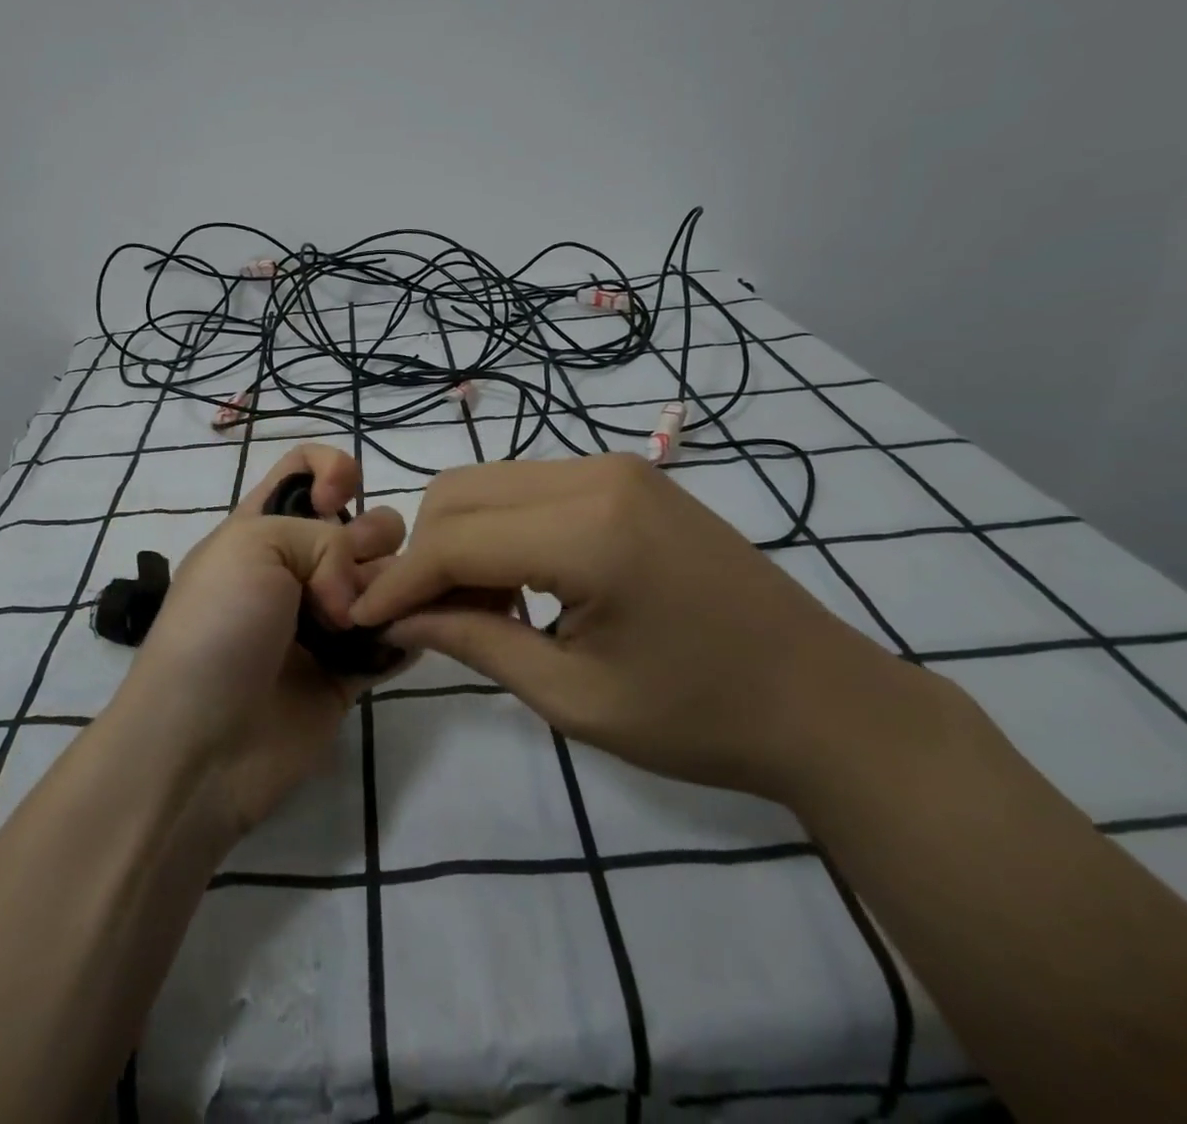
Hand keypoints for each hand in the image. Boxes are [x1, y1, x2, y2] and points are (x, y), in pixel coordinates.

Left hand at [112, 443, 405, 835]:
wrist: (200, 744)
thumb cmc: (217, 627)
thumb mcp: (252, 544)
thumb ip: (323, 539)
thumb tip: (354, 600)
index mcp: (264, 527)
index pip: (307, 469)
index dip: (333, 469)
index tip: (338, 499)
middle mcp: (297, 568)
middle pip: (362, 524)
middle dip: (373, 536)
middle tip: (351, 578)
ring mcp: (325, 621)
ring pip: (388, 579)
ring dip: (397, 585)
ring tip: (378, 615)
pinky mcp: (349, 671)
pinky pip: (396, 638)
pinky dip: (409, 632)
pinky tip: (402, 638)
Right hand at [349, 453, 904, 800]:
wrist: (825, 701)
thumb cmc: (702, 718)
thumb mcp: (573, 697)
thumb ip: (475, 643)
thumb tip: (396, 617)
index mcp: (589, 531)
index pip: (456, 540)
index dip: (400, 580)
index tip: (361, 618)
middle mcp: (596, 474)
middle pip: (462, 492)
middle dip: (424, 552)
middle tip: (427, 621)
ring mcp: (616, 468)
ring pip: (492, 483)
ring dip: (461, 539)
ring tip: (474, 608)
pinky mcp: (628, 477)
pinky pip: (531, 488)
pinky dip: (501, 529)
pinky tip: (518, 584)